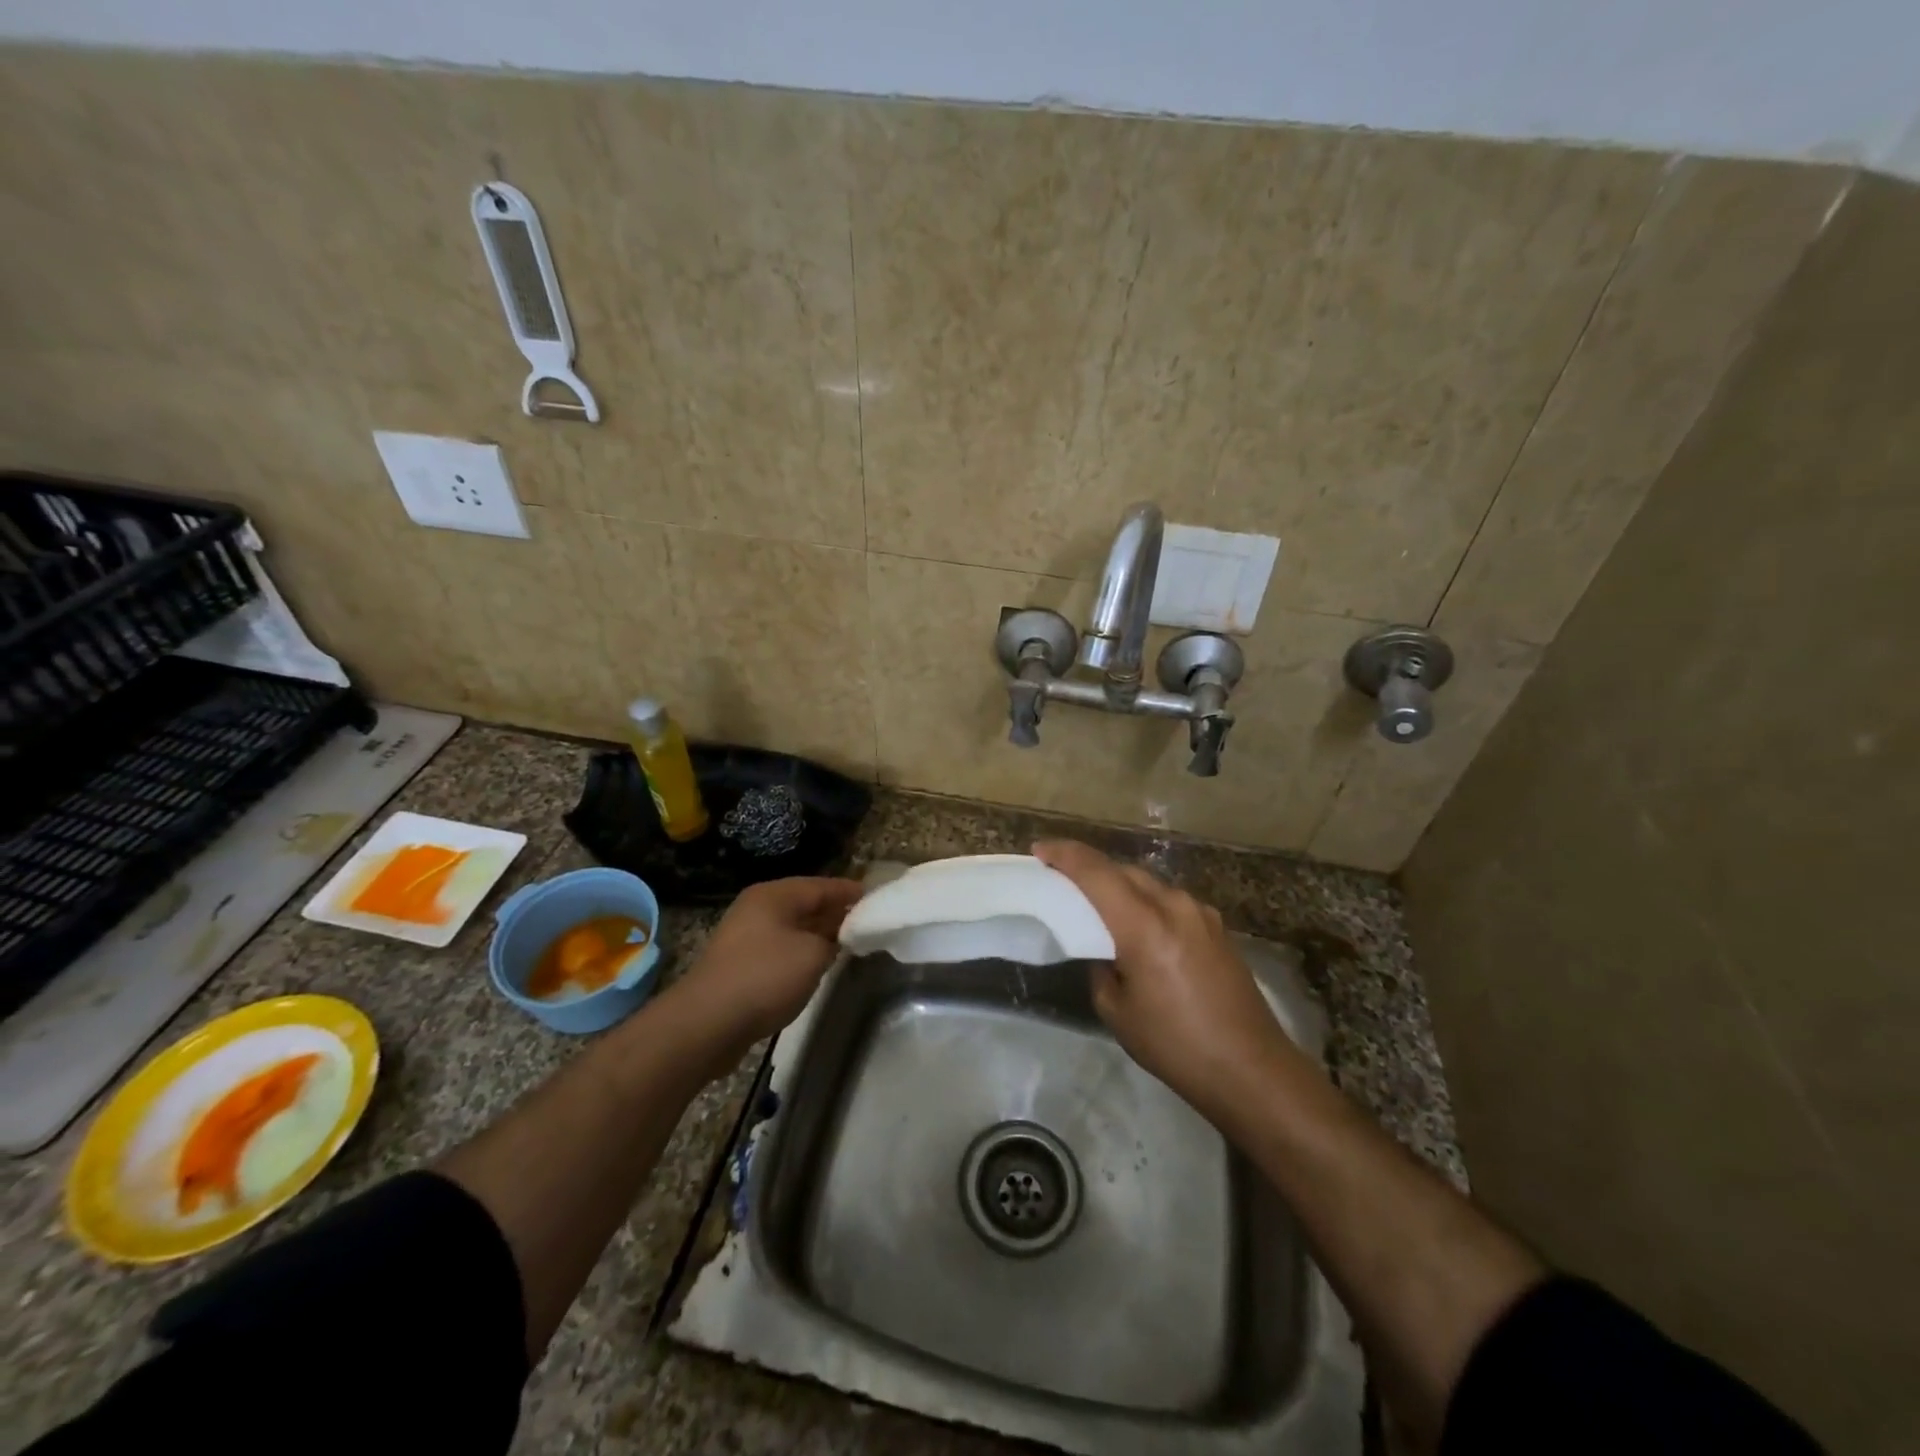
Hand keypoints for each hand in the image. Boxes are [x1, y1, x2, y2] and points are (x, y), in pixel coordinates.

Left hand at [677, 876, 862, 1046]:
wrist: (707, 1023)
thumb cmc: (765, 977)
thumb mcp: (813, 955)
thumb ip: (834, 939)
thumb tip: (837, 937)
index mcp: (774, 895)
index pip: (821, 885)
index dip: (850, 892)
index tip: (876, 898)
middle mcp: (757, 908)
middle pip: (805, 904)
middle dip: (835, 912)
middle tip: (867, 921)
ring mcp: (745, 936)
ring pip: (792, 928)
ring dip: (818, 934)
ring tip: (848, 944)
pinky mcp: (740, 964)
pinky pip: (780, 948)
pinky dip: (801, 952)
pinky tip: (816, 966)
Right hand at [1033, 840, 1291, 1119]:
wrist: (1251, 1069)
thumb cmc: (1175, 1045)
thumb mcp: (1116, 1011)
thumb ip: (1099, 966)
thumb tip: (1102, 949)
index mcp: (1144, 925)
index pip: (1095, 871)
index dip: (1064, 854)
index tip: (1039, 850)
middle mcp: (1174, 905)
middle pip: (1122, 870)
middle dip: (1089, 868)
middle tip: (1062, 880)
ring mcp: (1200, 912)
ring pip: (1148, 883)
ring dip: (1119, 885)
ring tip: (1098, 903)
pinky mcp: (1216, 926)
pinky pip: (1169, 901)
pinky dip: (1145, 902)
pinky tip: (1139, 926)